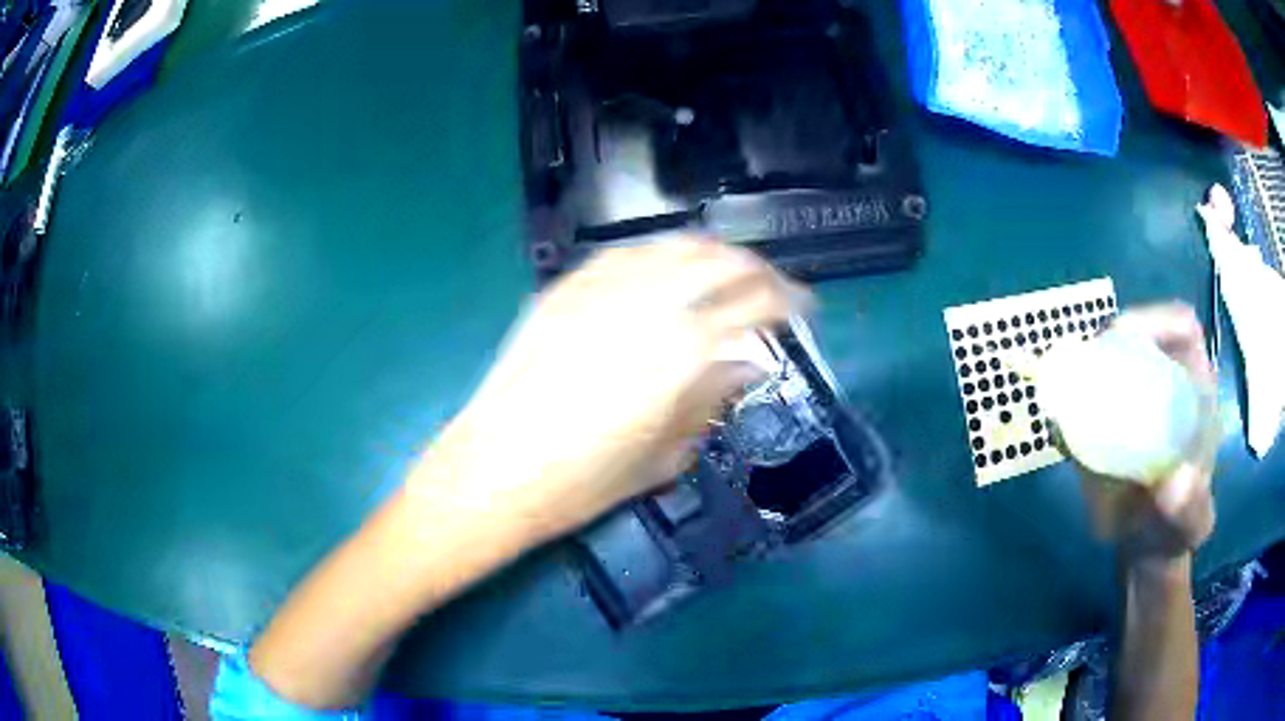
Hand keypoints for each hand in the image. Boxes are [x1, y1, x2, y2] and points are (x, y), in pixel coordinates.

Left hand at [412, 239, 807, 541]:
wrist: (495, 471)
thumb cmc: (583, 482)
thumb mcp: (665, 454)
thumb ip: (712, 399)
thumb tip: (747, 365)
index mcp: (680, 351)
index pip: (753, 303)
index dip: (787, 300)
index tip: (803, 308)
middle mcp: (644, 305)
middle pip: (718, 261)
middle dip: (757, 269)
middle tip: (772, 287)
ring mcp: (597, 290)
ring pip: (670, 247)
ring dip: (711, 253)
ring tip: (727, 270)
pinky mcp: (563, 290)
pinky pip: (621, 254)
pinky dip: (657, 253)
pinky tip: (667, 266)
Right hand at [1078, 303, 1216, 564]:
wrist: (1147, 545)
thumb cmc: (1178, 528)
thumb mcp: (1192, 524)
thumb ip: (1192, 507)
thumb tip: (1175, 483)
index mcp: (1195, 388)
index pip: (1181, 329)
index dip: (1157, 320)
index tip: (1127, 339)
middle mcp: (1164, 379)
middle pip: (1140, 333)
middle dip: (1111, 340)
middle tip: (1087, 366)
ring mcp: (1133, 398)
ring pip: (1108, 359)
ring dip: (1085, 366)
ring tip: (1067, 393)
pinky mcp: (1105, 419)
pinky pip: (1084, 397)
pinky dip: (1068, 400)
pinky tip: (1061, 422)